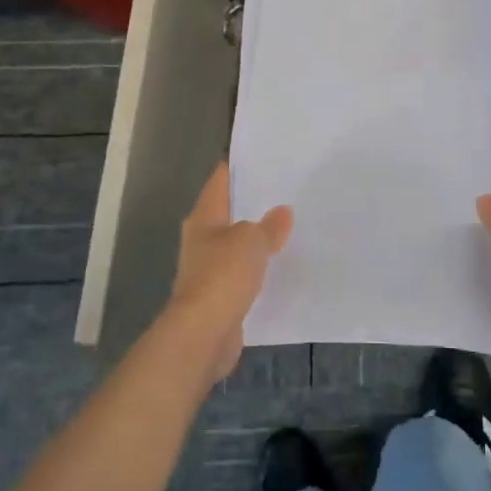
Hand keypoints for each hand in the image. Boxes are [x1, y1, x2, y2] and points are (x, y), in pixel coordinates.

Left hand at [170, 162, 292, 383]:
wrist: (203, 334)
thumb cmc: (222, 276)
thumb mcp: (251, 241)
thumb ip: (268, 226)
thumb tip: (282, 212)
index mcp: (203, 219)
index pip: (220, 181)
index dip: (237, 167)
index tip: (261, 156)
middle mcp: (202, 241)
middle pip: (228, 214)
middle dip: (252, 204)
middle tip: (285, 191)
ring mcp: (209, 271)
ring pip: (237, 246)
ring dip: (257, 239)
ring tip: (289, 227)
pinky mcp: (220, 298)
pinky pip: (244, 275)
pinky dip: (259, 270)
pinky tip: (281, 266)